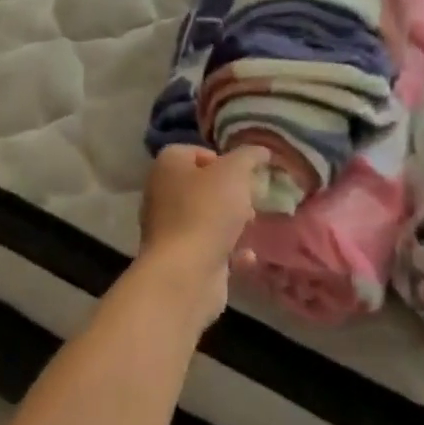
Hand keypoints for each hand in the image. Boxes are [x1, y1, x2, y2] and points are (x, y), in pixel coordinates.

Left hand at [140, 145, 266, 328]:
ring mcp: (169, 230)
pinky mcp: (180, 260)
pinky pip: (209, 248)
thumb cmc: (207, 210)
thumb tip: (260, 151)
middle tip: (250, 199)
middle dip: (230, 193)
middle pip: (201, 186)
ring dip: (231, 222)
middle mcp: (162, 195)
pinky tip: (247, 256)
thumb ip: (249, 157)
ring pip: (206, 218)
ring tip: (251, 225)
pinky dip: (229, 251)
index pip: (194, 151)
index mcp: (167, 167)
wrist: (185, 273)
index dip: (221, 159)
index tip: (242, 172)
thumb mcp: (235, 172)